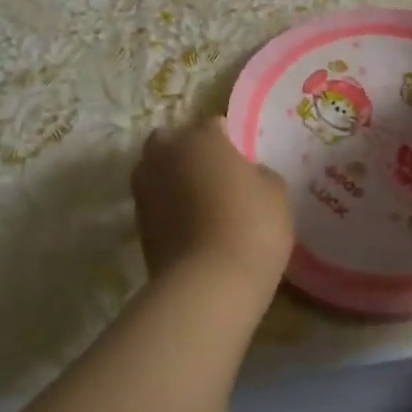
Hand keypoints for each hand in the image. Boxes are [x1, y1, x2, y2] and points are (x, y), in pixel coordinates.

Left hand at [131, 118, 293, 308]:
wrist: (208, 286)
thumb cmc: (250, 226)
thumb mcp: (275, 191)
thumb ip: (258, 172)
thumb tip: (245, 174)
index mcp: (200, 135)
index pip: (216, 125)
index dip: (231, 144)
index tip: (244, 165)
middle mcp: (166, 152)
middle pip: (177, 142)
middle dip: (192, 154)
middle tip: (217, 179)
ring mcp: (145, 187)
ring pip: (161, 171)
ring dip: (176, 180)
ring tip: (202, 206)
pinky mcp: (137, 222)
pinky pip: (158, 202)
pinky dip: (169, 209)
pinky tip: (191, 228)